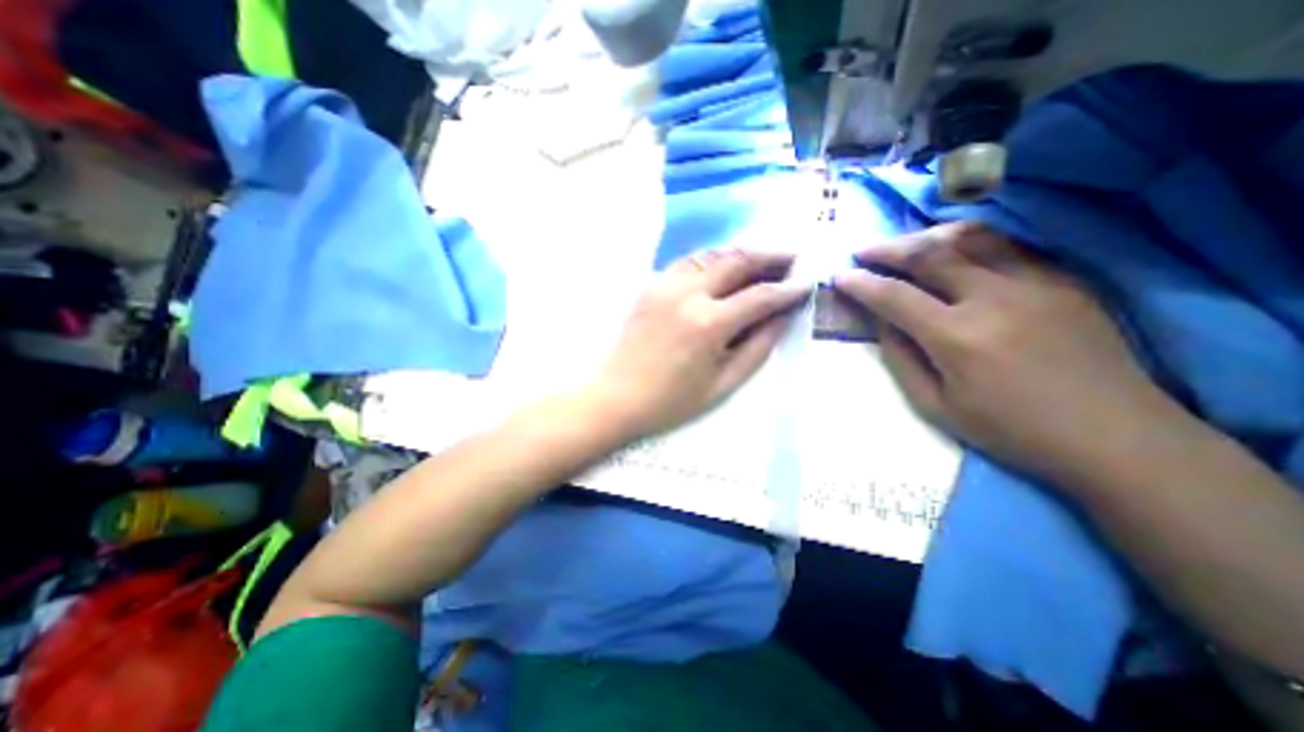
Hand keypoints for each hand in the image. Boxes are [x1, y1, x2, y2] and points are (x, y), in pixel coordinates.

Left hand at [594, 249, 812, 438]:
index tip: (808, 283)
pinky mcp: (650, 285)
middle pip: (737, 261)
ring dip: (741, 253)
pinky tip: (723, 268)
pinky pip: (688, 262)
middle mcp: (688, 293)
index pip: (760, 296)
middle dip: (770, 256)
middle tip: (792, 256)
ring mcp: (665, 284)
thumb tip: (782, 317)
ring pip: (712, 255)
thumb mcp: (723, 384)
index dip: (788, 289)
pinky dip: (712, 260)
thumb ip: (758, 348)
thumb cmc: (671, 401)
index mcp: (709, 323)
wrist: (615, 396)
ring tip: (762, 258)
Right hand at [831, 223, 1176, 481]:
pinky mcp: (1064, 281)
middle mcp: (994, 299)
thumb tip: (881, 321)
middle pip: (930, 254)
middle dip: (887, 249)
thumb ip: (901, 358)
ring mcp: (1036, 283)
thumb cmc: (1010, 429)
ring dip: (928, 237)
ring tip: (905, 245)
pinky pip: (1008, 247)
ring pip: (971, 239)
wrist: (1114, 436)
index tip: (840, 276)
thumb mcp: (935, 406)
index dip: (861, 283)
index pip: (894, 296)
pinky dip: (970, 243)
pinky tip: (955, 253)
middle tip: (863, 251)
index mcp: (957, 337)